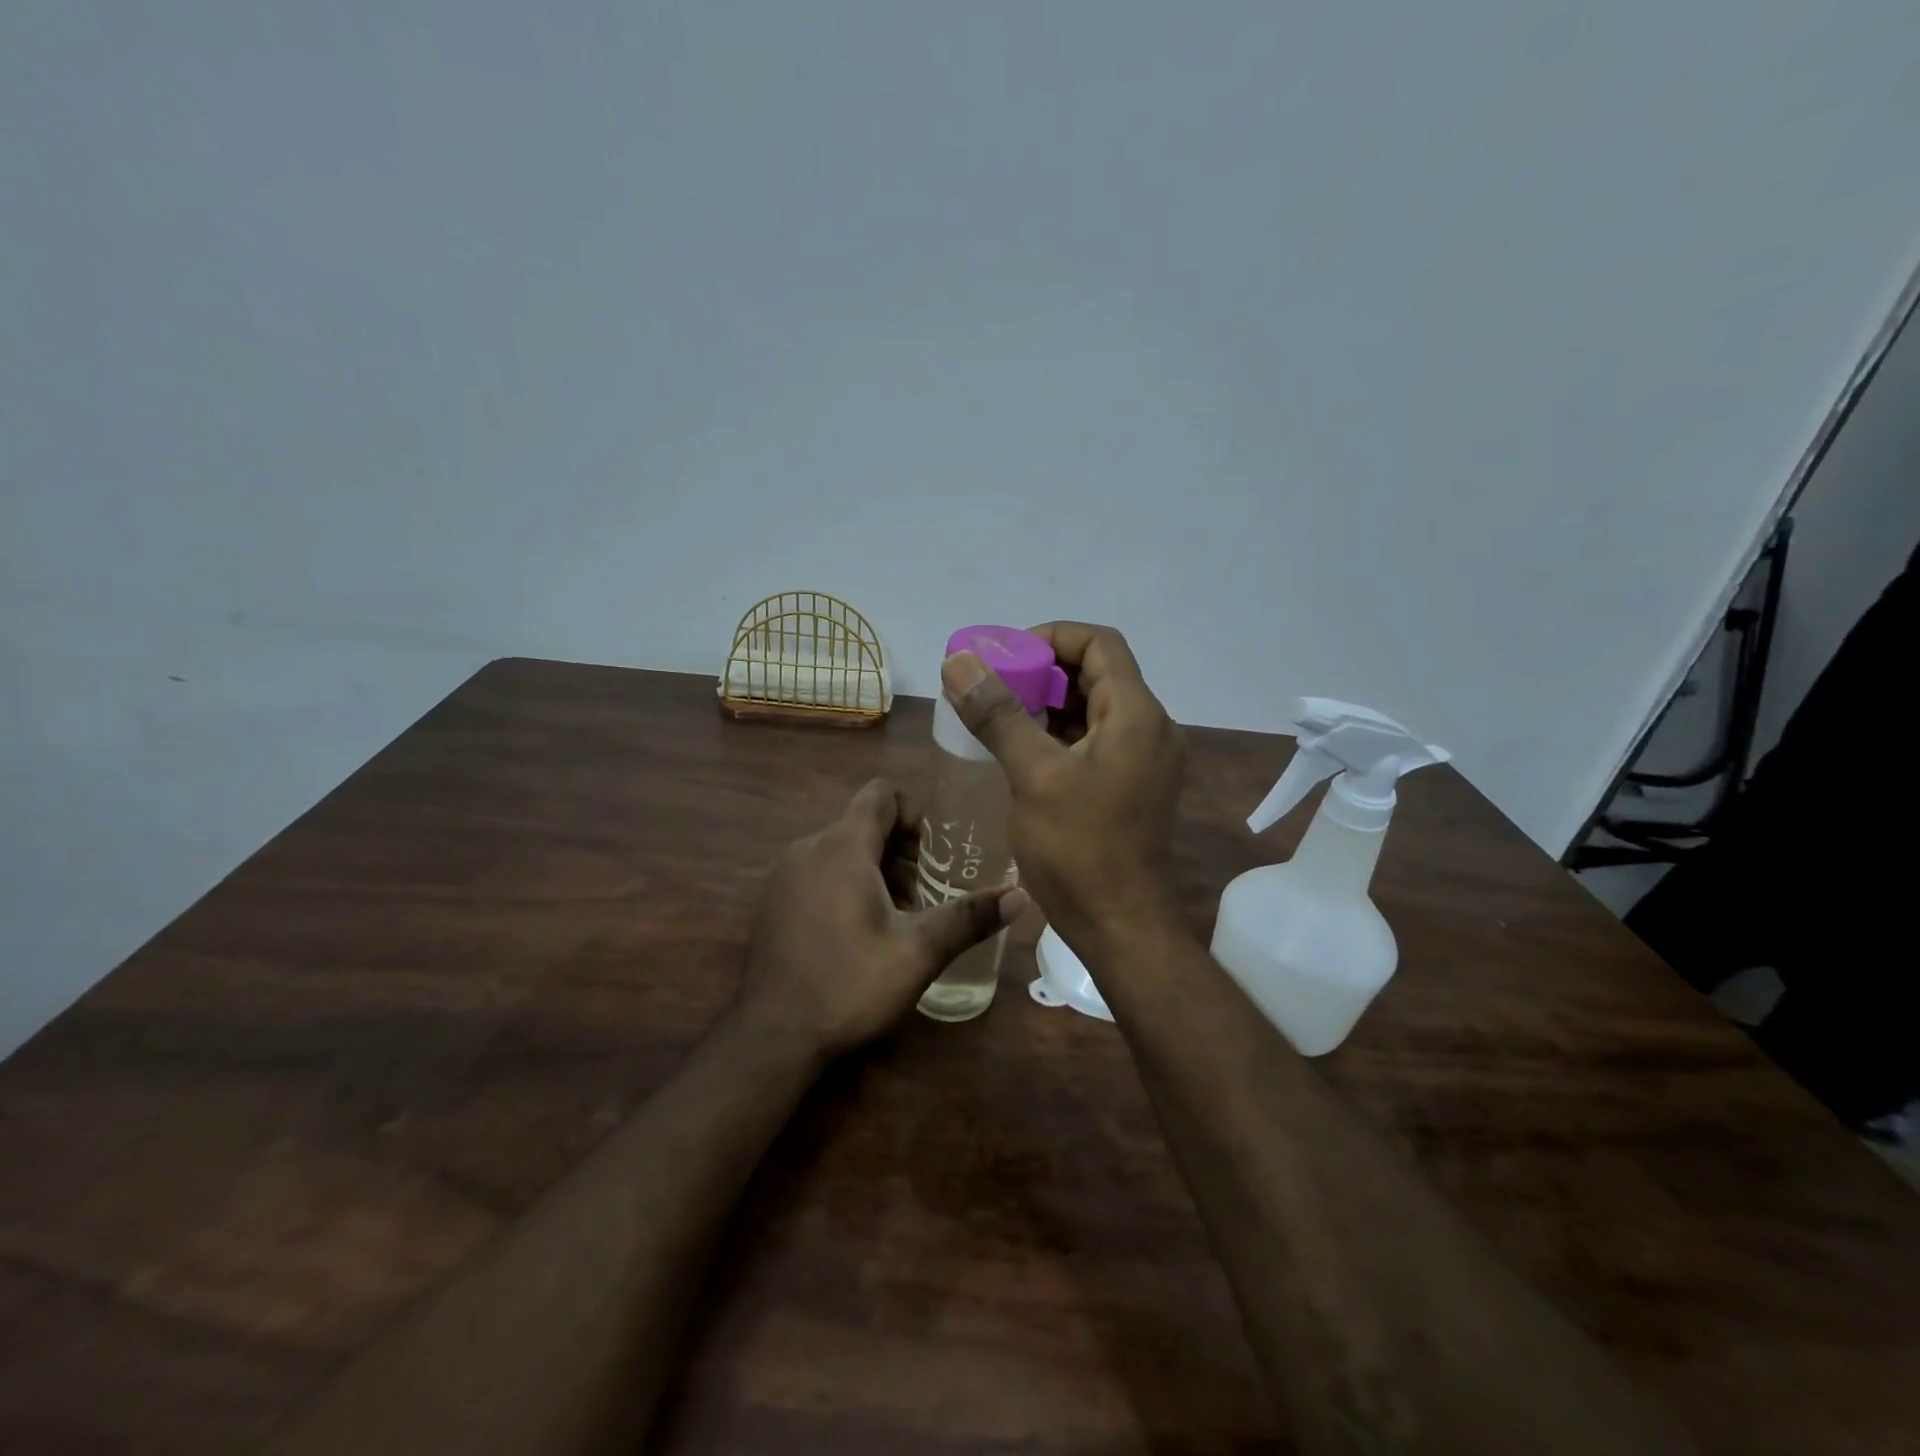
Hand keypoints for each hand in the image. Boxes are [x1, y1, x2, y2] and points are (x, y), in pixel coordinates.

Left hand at [739, 778, 1025, 1059]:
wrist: (771, 1037)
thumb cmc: (849, 984)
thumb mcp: (918, 952)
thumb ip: (969, 918)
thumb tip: (1021, 896)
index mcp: (842, 846)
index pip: (881, 794)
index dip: (913, 813)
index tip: (929, 855)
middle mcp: (808, 847)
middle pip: (863, 824)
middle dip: (899, 851)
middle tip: (920, 898)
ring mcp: (784, 874)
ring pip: (840, 850)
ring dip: (873, 871)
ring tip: (894, 920)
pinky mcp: (772, 901)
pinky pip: (817, 872)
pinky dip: (843, 885)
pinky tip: (855, 935)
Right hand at [940, 622, 1185, 956]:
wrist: (1120, 926)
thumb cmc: (1079, 849)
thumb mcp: (1033, 775)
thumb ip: (998, 714)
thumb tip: (960, 661)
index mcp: (1136, 714)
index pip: (1098, 643)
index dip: (1048, 638)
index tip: (1003, 659)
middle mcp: (1150, 728)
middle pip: (1096, 673)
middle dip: (1042, 671)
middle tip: (992, 686)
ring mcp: (1145, 759)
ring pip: (1094, 708)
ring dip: (1049, 704)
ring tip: (999, 715)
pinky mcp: (1134, 785)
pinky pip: (1096, 740)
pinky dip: (1060, 734)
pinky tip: (1023, 750)